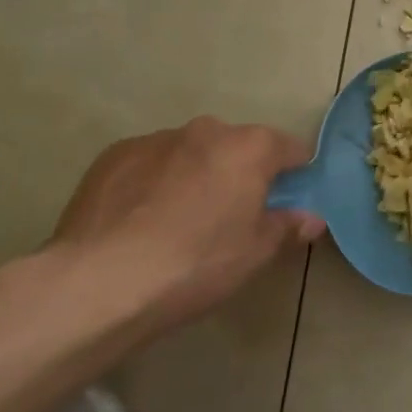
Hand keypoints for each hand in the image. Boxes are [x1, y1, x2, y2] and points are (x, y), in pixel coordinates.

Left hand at [46, 118, 324, 341]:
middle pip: (236, 146)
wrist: (100, 280)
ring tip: (176, 223)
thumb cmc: (195, 264)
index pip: (290, 148)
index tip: (287, 201)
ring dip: (194, 175)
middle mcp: (206, 130)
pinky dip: (153, 182)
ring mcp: (156, 139)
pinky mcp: (114, 155)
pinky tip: (139, 222)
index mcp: (249, 148)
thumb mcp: (254, 254)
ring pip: (190, 153)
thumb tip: (311, 218)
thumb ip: (287, 227)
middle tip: (230, 217)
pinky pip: (149, 163)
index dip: (294, 173)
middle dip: (239, 173)